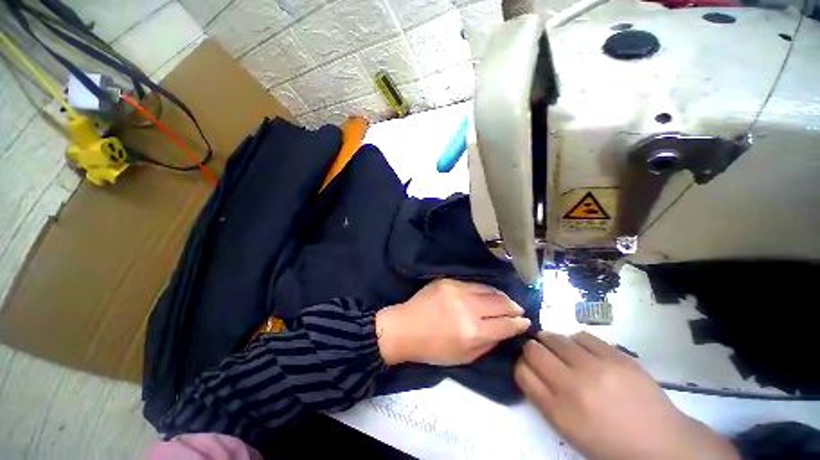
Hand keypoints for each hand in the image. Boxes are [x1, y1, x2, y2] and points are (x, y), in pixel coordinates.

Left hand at [375, 279, 530, 365]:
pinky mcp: (448, 281)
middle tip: (518, 309)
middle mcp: (468, 308)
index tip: (526, 321)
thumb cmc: (433, 348)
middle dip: (513, 307)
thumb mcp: (463, 357)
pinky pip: (473, 284)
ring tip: (505, 301)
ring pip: (489, 289)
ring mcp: (457, 290)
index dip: (519, 323)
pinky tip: (486, 293)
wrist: (405, 327)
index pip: (505, 324)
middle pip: (500, 303)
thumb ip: (488, 344)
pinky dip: (484, 289)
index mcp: (472, 331)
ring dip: (500, 296)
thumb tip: (505, 330)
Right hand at [515, 332, 738, 459]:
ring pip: (554, 338)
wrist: (660, 443)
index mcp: (559, 411)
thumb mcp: (568, 430)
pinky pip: (582, 336)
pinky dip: (576, 340)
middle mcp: (572, 386)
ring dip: (550, 341)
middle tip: (539, 352)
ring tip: (559, 348)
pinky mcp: (617, 357)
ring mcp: (596, 368)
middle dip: (531, 349)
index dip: (520, 364)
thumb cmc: (608, 442)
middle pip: (533, 350)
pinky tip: (582, 349)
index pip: (522, 372)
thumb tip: (528, 368)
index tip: (527, 365)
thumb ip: (543, 398)